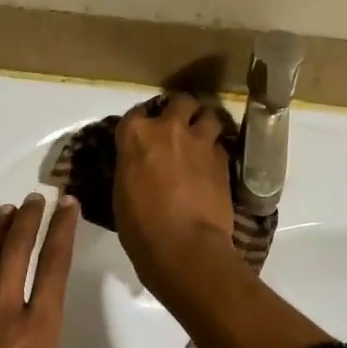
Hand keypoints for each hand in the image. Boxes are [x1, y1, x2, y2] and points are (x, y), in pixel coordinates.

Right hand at [114, 92, 238, 297]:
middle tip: (178, 128)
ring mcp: (200, 141)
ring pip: (208, 115)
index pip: (137, 112)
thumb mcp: (122, 192)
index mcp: (135, 134)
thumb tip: (140, 165)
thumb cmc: (140, 227)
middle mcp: (168, 128)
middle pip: (180, 101)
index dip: (144, 121)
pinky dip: (215, 150)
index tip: (146, 132)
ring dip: (204, 124)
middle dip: (180, 111)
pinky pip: (220, 144)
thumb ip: (132, 166)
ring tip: (200, 140)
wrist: (184, 246)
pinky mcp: (224, 159)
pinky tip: (212, 164)